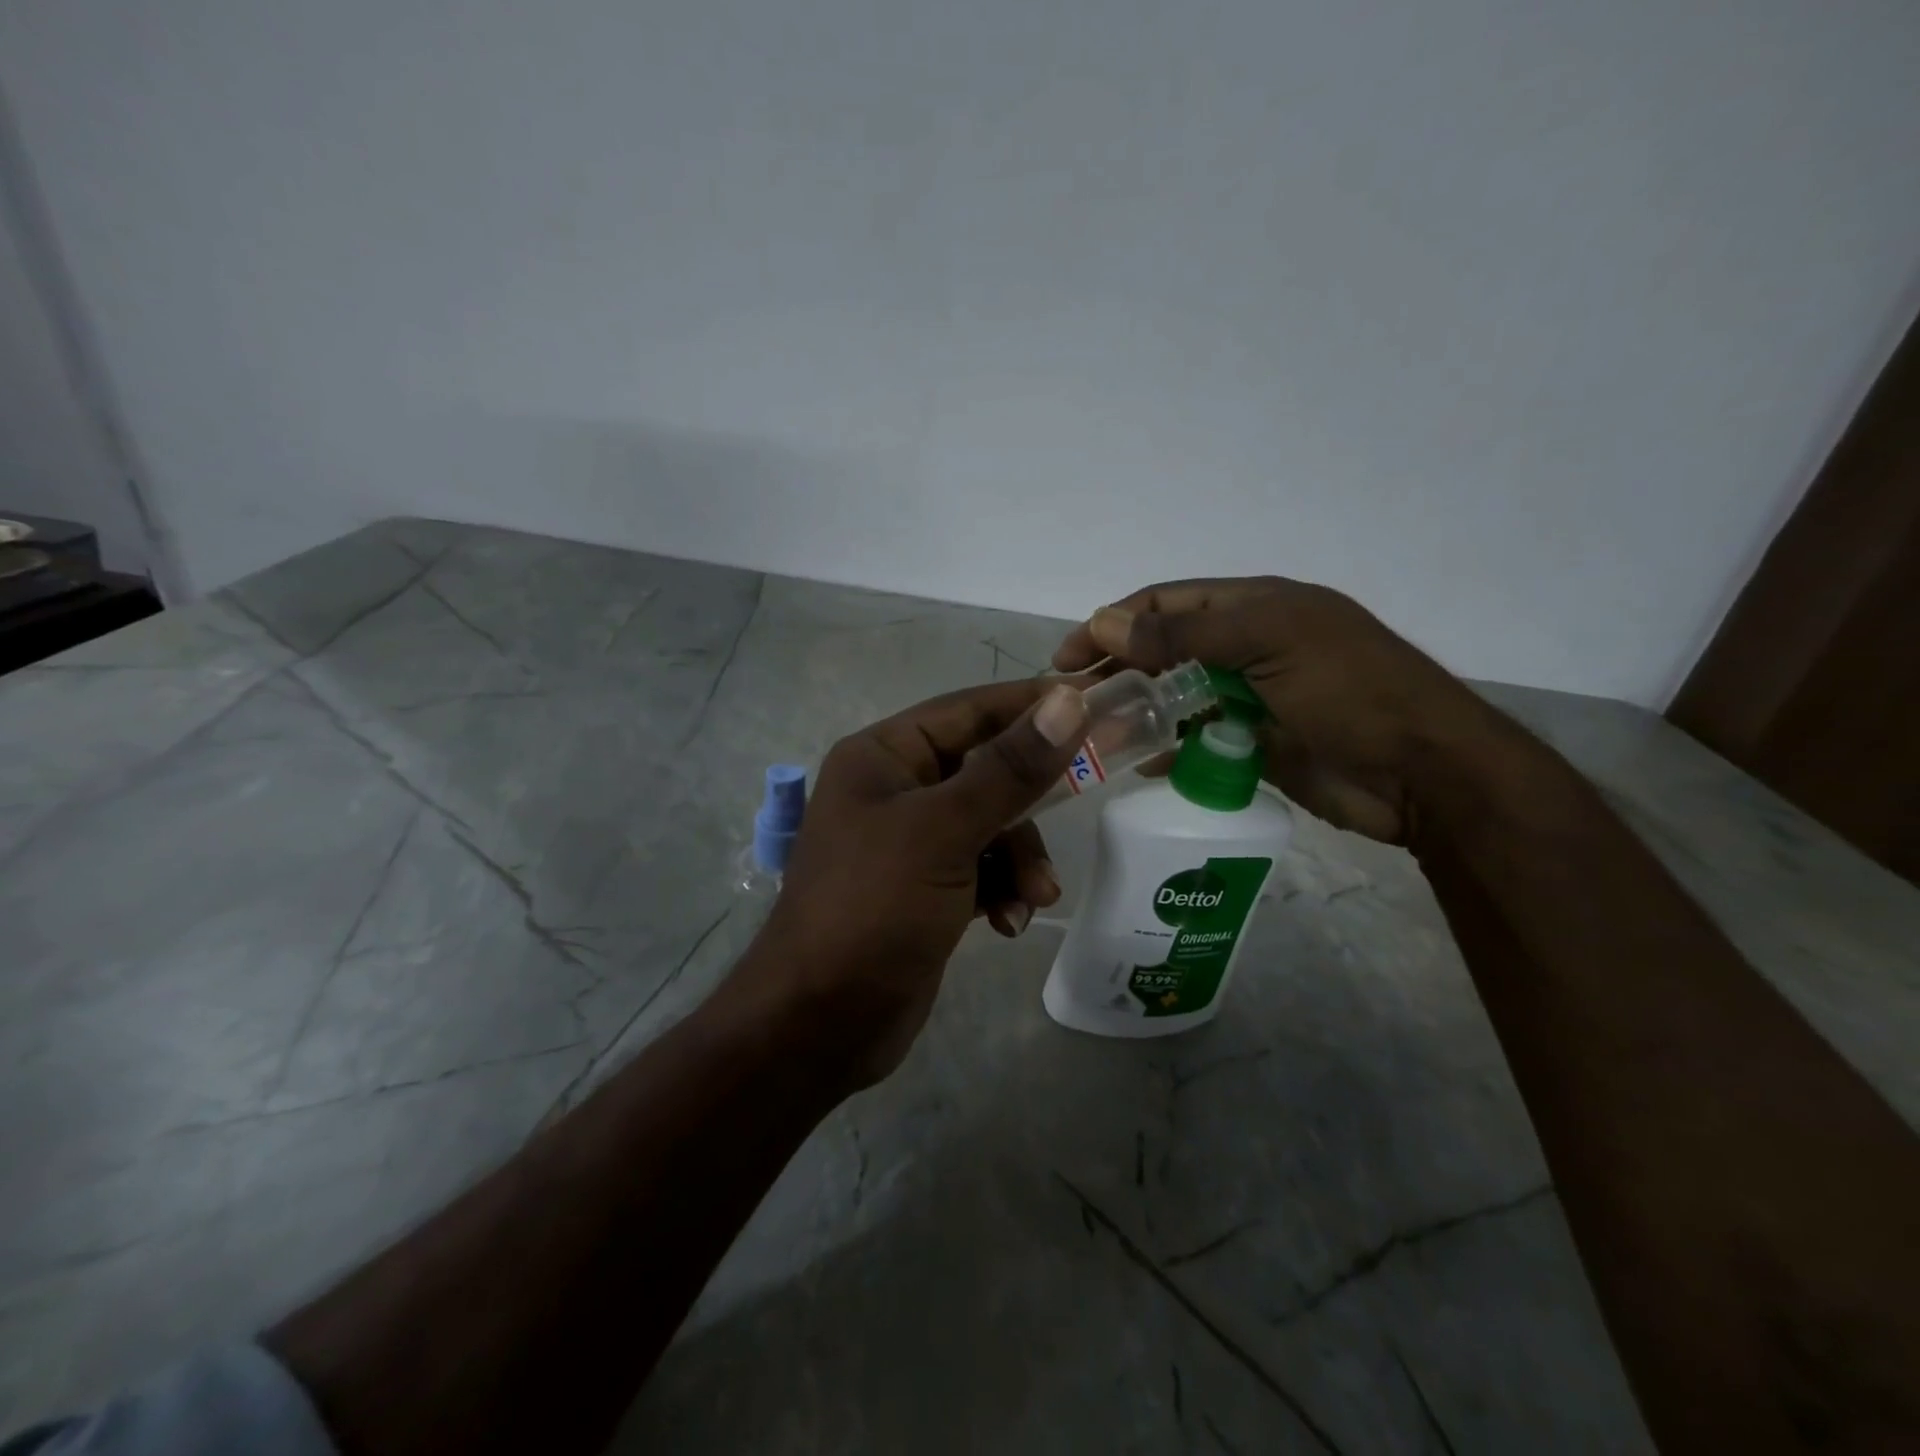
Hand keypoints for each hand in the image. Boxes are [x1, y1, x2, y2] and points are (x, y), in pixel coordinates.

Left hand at [722, 679, 1088, 1088]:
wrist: (819, 1024)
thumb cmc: (872, 908)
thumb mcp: (944, 832)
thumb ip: (1009, 769)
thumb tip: (1066, 701)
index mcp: (883, 757)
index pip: (968, 711)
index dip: (1030, 704)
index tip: (1094, 700)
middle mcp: (895, 790)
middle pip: (986, 770)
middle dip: (1030, 802)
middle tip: (1086, 796)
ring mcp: (911, 843)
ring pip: (991, 825)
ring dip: (1021, 857)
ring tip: (1034, 895)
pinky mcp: (926, 889)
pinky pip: (982, 869)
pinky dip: (1003, 889)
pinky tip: (1008, 923)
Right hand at [1052, 577, 1508, 844]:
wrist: (1425, 773)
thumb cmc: (1350, 693)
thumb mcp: (1268, 644)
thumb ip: (1185, 635)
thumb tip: (1104, 621)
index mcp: (1254, 607)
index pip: (1166, 603)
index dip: (1112, 622)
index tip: (1068, 656)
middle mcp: (1248, 646)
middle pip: (1165, 650)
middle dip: (1118, 669)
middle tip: (1074, 700)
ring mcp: (1251, 696)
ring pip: (1177, 697)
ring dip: (1138, 711)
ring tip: (1096, 734)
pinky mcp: (1256, 743)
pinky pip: (1198, 740)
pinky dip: (1169, 748)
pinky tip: (1141, 764)